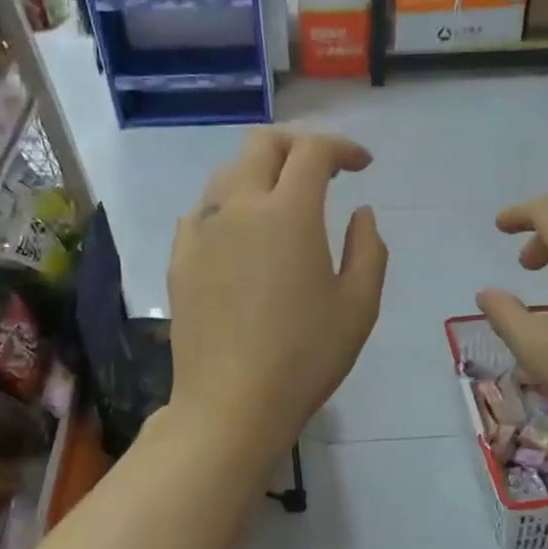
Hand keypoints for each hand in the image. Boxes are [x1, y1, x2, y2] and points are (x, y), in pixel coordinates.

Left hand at [167, 129, 387, 467]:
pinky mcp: (179, 258)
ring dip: (261, 173)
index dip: (342, 148)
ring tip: (283, 203)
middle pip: (262, 144)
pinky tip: (241, 236)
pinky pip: (202, 211)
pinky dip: (229, 206)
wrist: (230, 405)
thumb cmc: (305, 357)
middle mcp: (239, 207)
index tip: (362, 167)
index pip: (313, 151)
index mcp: (288, 213)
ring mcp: (201, 231)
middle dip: (297, 145)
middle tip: (322, 171)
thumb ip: (368, 248)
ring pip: (227, 173)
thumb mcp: (359, 306)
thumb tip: (361, 213)